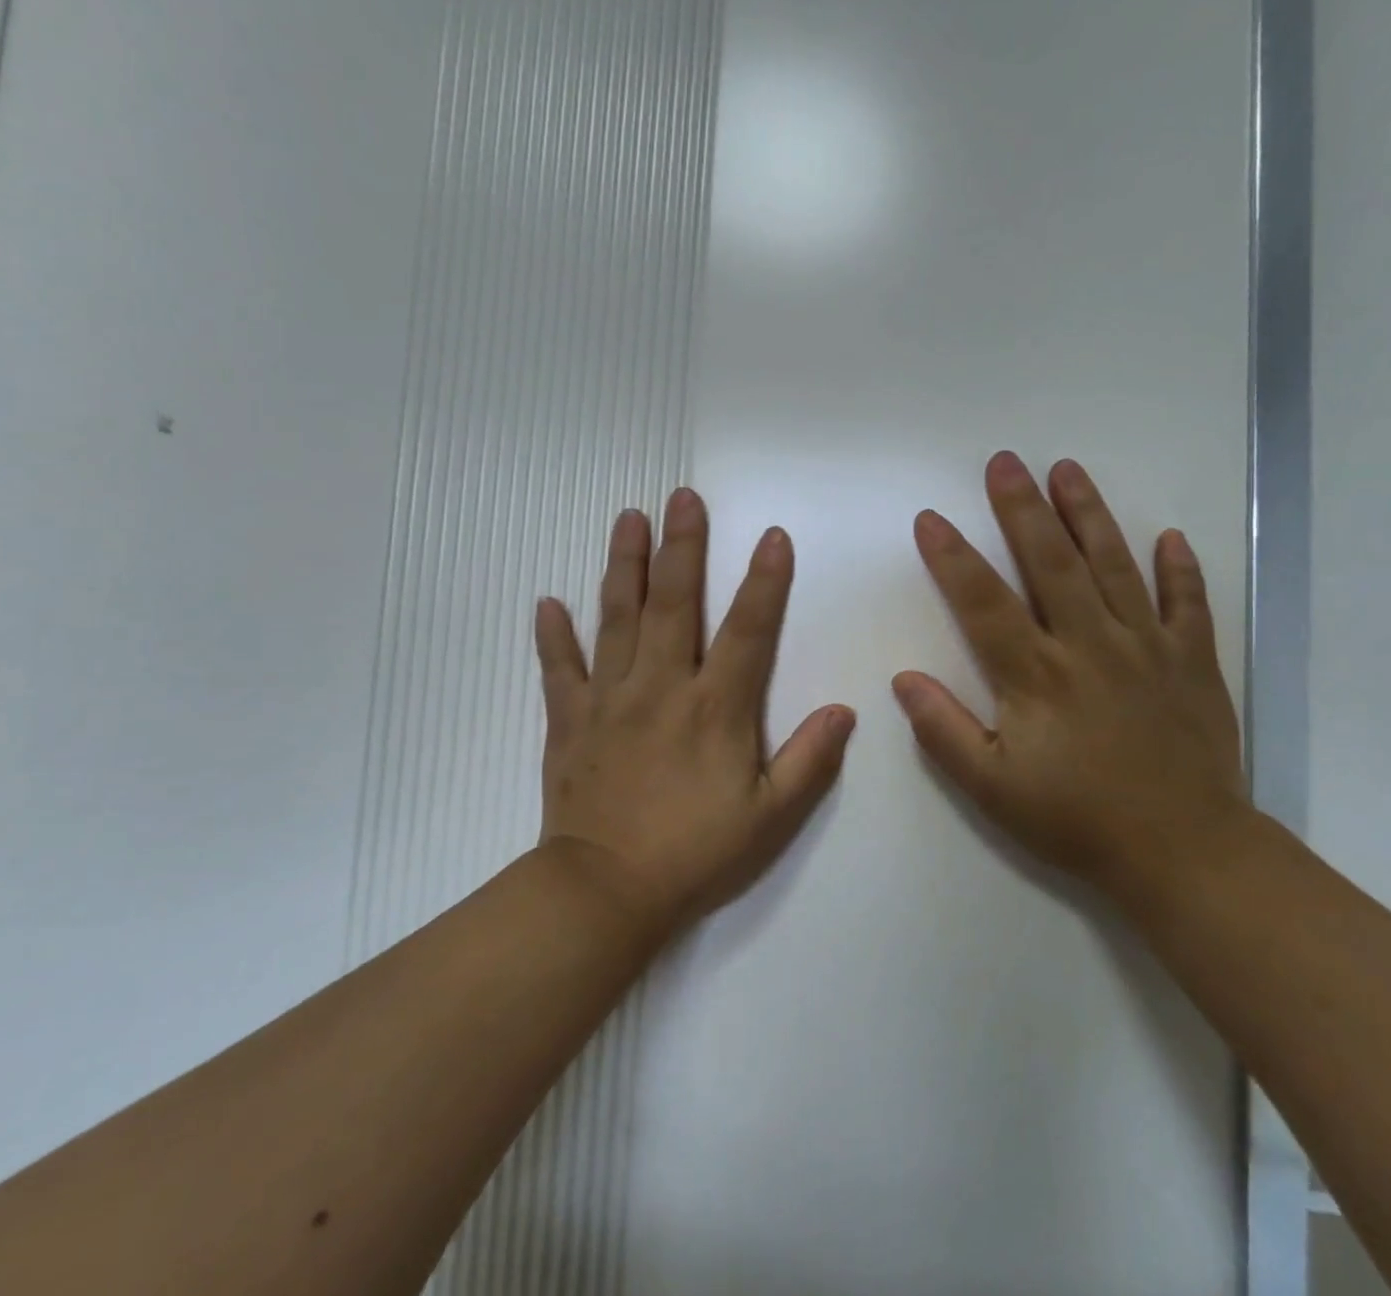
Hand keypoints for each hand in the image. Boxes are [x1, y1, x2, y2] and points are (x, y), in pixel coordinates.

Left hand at [535, 488, 856, 933]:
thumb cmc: (695, 855)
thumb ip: (809, 761)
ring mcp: (610, 699)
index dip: (765, 581)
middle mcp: (661, 687)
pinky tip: (546, 602)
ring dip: (624, 565)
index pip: (747, 630)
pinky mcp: (569, 721)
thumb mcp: (770, 819)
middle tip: (682, 496)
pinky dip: (553, 636)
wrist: (605, 894)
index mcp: (715, 708)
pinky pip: (559, 669)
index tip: (772, 536)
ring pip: (616, 618)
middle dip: (682, 546)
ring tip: (628, 519)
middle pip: (674, 603)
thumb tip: (844, 710)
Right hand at [893, 453, 1248, 890]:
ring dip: (1089, 514)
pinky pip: (1189, 604)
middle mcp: (1089, 645)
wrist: (1184, 853)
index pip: (984, 601)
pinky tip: (1168, 537)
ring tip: (1067, 469)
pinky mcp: (1193, 662)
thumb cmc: (1077, 820)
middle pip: (1051, 563)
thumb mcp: (992, 789)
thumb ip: (944, 731)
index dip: (953, 557)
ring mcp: (1147, 647)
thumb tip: (904, 679)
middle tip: (1004, 462)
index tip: (931, 518)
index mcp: (1036, 676)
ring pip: (1115, 566)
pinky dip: (1180, 569)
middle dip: (1022, 508)